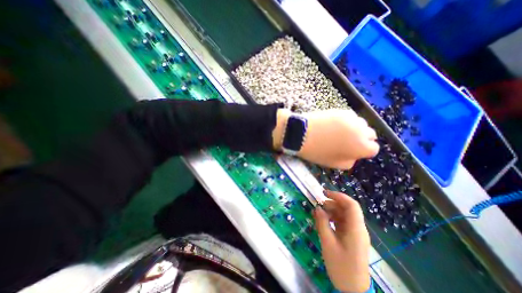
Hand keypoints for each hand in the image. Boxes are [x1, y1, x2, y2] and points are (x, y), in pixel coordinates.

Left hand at [274, 109, 379, 169]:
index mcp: (361, 147)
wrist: (301, 134)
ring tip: (339, 132)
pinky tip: (334, 125)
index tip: (353, 150)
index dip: (363, 150)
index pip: (373, 148)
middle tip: (346, 142)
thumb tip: (355, 155)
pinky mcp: (342, 111)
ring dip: (355, 129)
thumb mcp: (335, 164)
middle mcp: (361, 131)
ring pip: (361, 124)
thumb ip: (350, 161)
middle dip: (361, 139)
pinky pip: (351, 117)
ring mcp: (352, 119)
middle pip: (370, 134)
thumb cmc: (317, 152)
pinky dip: (346, 121)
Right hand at [313, 190, 370, 292]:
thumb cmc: (341, 267)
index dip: (338, 196)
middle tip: (319, 204)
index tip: (324, 193)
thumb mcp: (328, 243)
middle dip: (332, 203)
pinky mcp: (351, 237)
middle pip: (347, 209)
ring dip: (332, 211)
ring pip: (344, 215)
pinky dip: (333, 219)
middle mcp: (358, 228)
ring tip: (319, 213)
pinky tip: (323, 221)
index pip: (351, 205)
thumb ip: (322, 223)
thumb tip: (317, 208)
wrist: (353, 290)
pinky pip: (342, 222)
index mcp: (356, 229)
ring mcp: (355, 233)